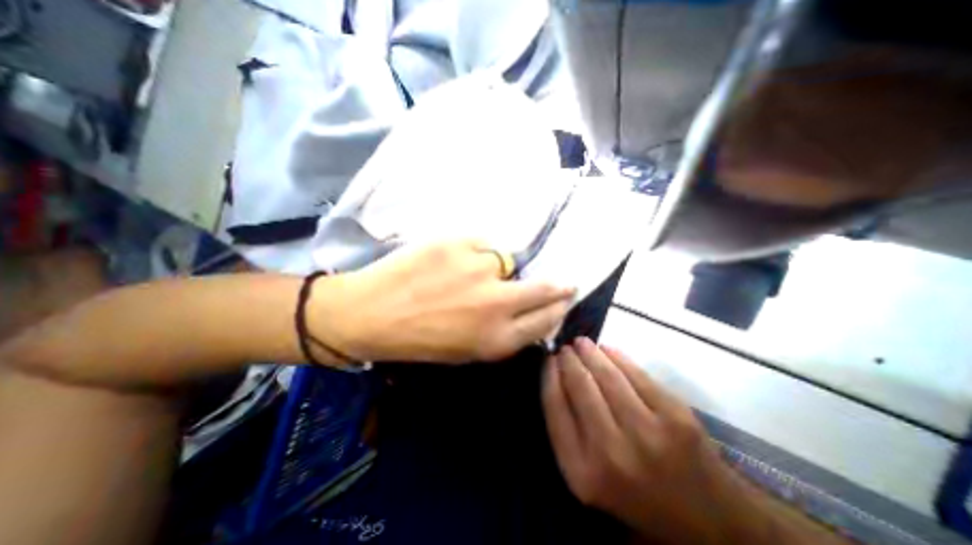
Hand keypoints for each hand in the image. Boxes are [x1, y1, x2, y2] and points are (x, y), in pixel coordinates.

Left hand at [308, 238, 571, 361]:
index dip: (559, 307)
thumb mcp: (468, 350)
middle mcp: (496, 303)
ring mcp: (479, 268)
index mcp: (496, 338)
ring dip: (495, 268)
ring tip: (465, 274)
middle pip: (544, 288)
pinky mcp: (459, 243)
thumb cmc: (419, 339)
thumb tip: (528, 309)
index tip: (565, 298)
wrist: (371, 312)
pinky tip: (451, 260)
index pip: (545, 319)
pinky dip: (473, 251)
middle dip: (558, 286)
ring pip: (506, 261)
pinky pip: (482, 244)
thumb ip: (504, 332)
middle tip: (564, 281)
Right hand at [539, 338, 746, 541]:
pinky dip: (618, 357)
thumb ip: (566, 430)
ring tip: (582, 343)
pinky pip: (637, 375)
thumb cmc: (633, 493)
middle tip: (565, 348)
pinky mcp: (676, 418)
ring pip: (607, 376)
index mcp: (582, 471)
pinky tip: (608, 350)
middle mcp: (610, 452)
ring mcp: (647, 433)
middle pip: (580, 386)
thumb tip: (556, 376)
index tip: (548, 360)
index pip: (554, 406)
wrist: (706, 521)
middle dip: (568, 360)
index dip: (549, 376)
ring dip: (591, 353)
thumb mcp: (587, 476)